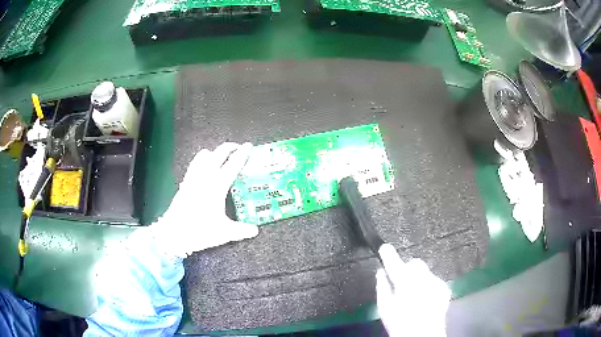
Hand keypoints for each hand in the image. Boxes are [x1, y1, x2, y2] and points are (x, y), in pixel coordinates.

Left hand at [153, 142, 258, 257]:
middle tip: (238, 148)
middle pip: (218, 153)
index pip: (233, 164)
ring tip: (221, 156)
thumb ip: (242, 230)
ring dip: (215, 152)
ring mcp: (193, 178)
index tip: (249, 146)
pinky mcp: (185, 182)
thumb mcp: (225, 233)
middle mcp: (205, 177)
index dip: (242, 153)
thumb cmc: (200, 231)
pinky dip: (202, 159)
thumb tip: (255, 230)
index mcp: (217, 186)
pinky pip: (194, 164)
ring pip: (204, 155)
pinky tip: (204, 165)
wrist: (175, 232)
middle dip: (230, 147)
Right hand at [376, 244, 450, 336]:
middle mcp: (422, 278)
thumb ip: (382, 287)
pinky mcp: (444, 288)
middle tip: (402, 283)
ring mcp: (436, 282)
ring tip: (415, 296)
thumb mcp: (384, 308)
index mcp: (404, 282)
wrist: (423, 335)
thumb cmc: (400, 323)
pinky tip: (425, 300)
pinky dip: (428, 286)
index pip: (394, 262)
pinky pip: (433, 281)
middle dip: (408, 269)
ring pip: (425, 272)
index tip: (384, 247)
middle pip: (415, 263)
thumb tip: (381, 272)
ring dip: (418, 279)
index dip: (388, 254)